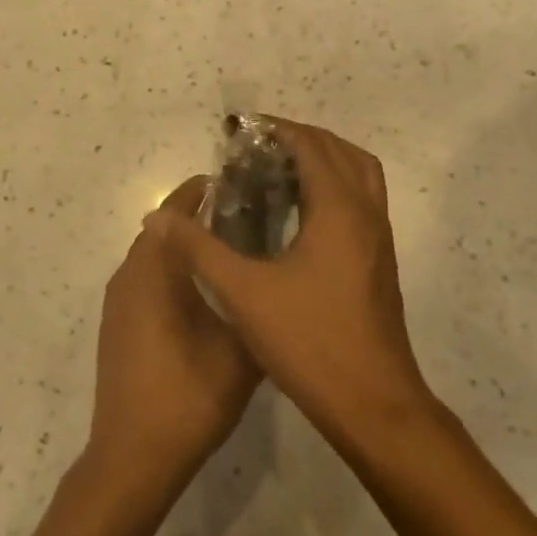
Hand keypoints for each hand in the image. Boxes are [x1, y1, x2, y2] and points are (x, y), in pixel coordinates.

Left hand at [88, 178, 260, 488]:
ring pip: (153, 257)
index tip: (230, 181)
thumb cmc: (188, 396)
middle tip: (241, 215)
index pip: (172, 212)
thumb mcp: (240, 350)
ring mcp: (119, 302)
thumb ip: (254, 304)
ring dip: (183, 247)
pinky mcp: (117, 326)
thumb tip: (271, 276)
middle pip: (162, 231)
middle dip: (196, 218)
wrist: (133, 457)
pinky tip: (202, 293)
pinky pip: (145, 280)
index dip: (197, 192)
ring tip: (227, 249)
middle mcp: (129, 275)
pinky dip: (171, 272)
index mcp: (154, 270)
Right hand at [154, 120, 433, 447]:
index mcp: (339, 210)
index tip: (239, 130)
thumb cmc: (310, 342)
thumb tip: (157, 218)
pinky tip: (299, 213)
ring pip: (359, 174)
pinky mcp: (379, 260)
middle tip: (256, 147)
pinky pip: (361, 199)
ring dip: (324, 159)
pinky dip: (335, 185)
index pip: (311, 145)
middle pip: (340, 151)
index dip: (276, 129)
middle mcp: (366, 214)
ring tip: (279, 170)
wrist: (375, 405)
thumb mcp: (243, 293)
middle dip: (300, 138)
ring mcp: (379, 238)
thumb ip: (198, 249)